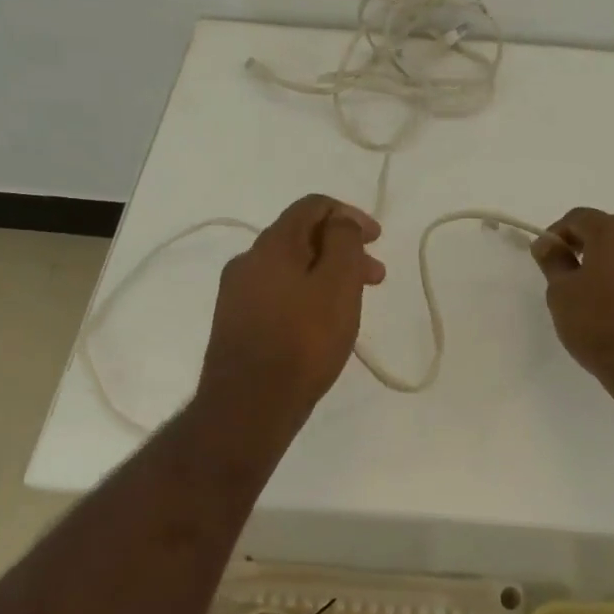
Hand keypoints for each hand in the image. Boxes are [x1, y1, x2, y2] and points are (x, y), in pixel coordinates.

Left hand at [198, 195, 385, 422]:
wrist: (248, 407)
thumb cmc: (303, 340)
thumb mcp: (338, 284)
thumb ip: (344, 242)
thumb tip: (340, 222)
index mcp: (272, 243)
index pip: (312, 206)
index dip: (349, 214)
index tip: (377, 240)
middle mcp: (248, 260)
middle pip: (302, 236)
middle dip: (343, 248)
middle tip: (375, 276)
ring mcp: (237, 293)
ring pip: (291, 266)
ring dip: (327, 273)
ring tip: (353, 302)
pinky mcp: (236, 322)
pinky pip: (278, 292)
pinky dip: (306, 293)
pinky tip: (321, 322)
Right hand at [531, 208, 613, 390]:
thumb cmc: (600, 323)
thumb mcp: (562, 292)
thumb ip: (553, 261)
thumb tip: (547, 243)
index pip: (578, 217)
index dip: (556, 233)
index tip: (545, 258)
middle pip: (606, 229)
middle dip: (583, 244)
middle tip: (565, 272)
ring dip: (606, 261)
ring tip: (589, 292)